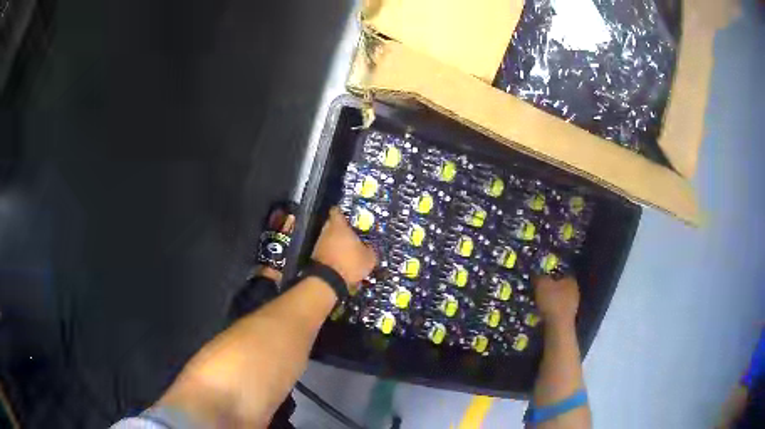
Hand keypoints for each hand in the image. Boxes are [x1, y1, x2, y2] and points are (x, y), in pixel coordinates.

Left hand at [312, 207, 376, 288]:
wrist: (328, 281)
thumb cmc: (350, 263)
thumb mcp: (369, 258)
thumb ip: (370, 249)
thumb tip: (369, 248)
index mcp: (339, 226)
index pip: (337, 211)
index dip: (341, 211)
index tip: (347, 215)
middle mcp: (326, 232)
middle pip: (332, 225)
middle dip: (339, 229)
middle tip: (350, 234)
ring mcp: (318, 244)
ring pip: (328, 238)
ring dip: (335, 242)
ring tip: (346, 250)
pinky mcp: (315, 256)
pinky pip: (325, 251)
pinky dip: (331, 253)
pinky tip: (340, 260)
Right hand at [533, 276, 579, 326]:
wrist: (558, 326)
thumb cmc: (552, 302)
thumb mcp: (541, 285)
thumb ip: (539, 277)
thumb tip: (536, 273)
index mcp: (571, 280)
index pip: (559, 274)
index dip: (548, 276)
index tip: (539, 280)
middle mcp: (575, 290)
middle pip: (560, 287)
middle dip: (550, 289)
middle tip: (538, 291)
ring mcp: (573, 305)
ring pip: (559, 298)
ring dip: (550, 300)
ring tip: (538, 303)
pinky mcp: (569, 316)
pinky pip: (558, 309)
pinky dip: (551, 310)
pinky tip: (543, 313)